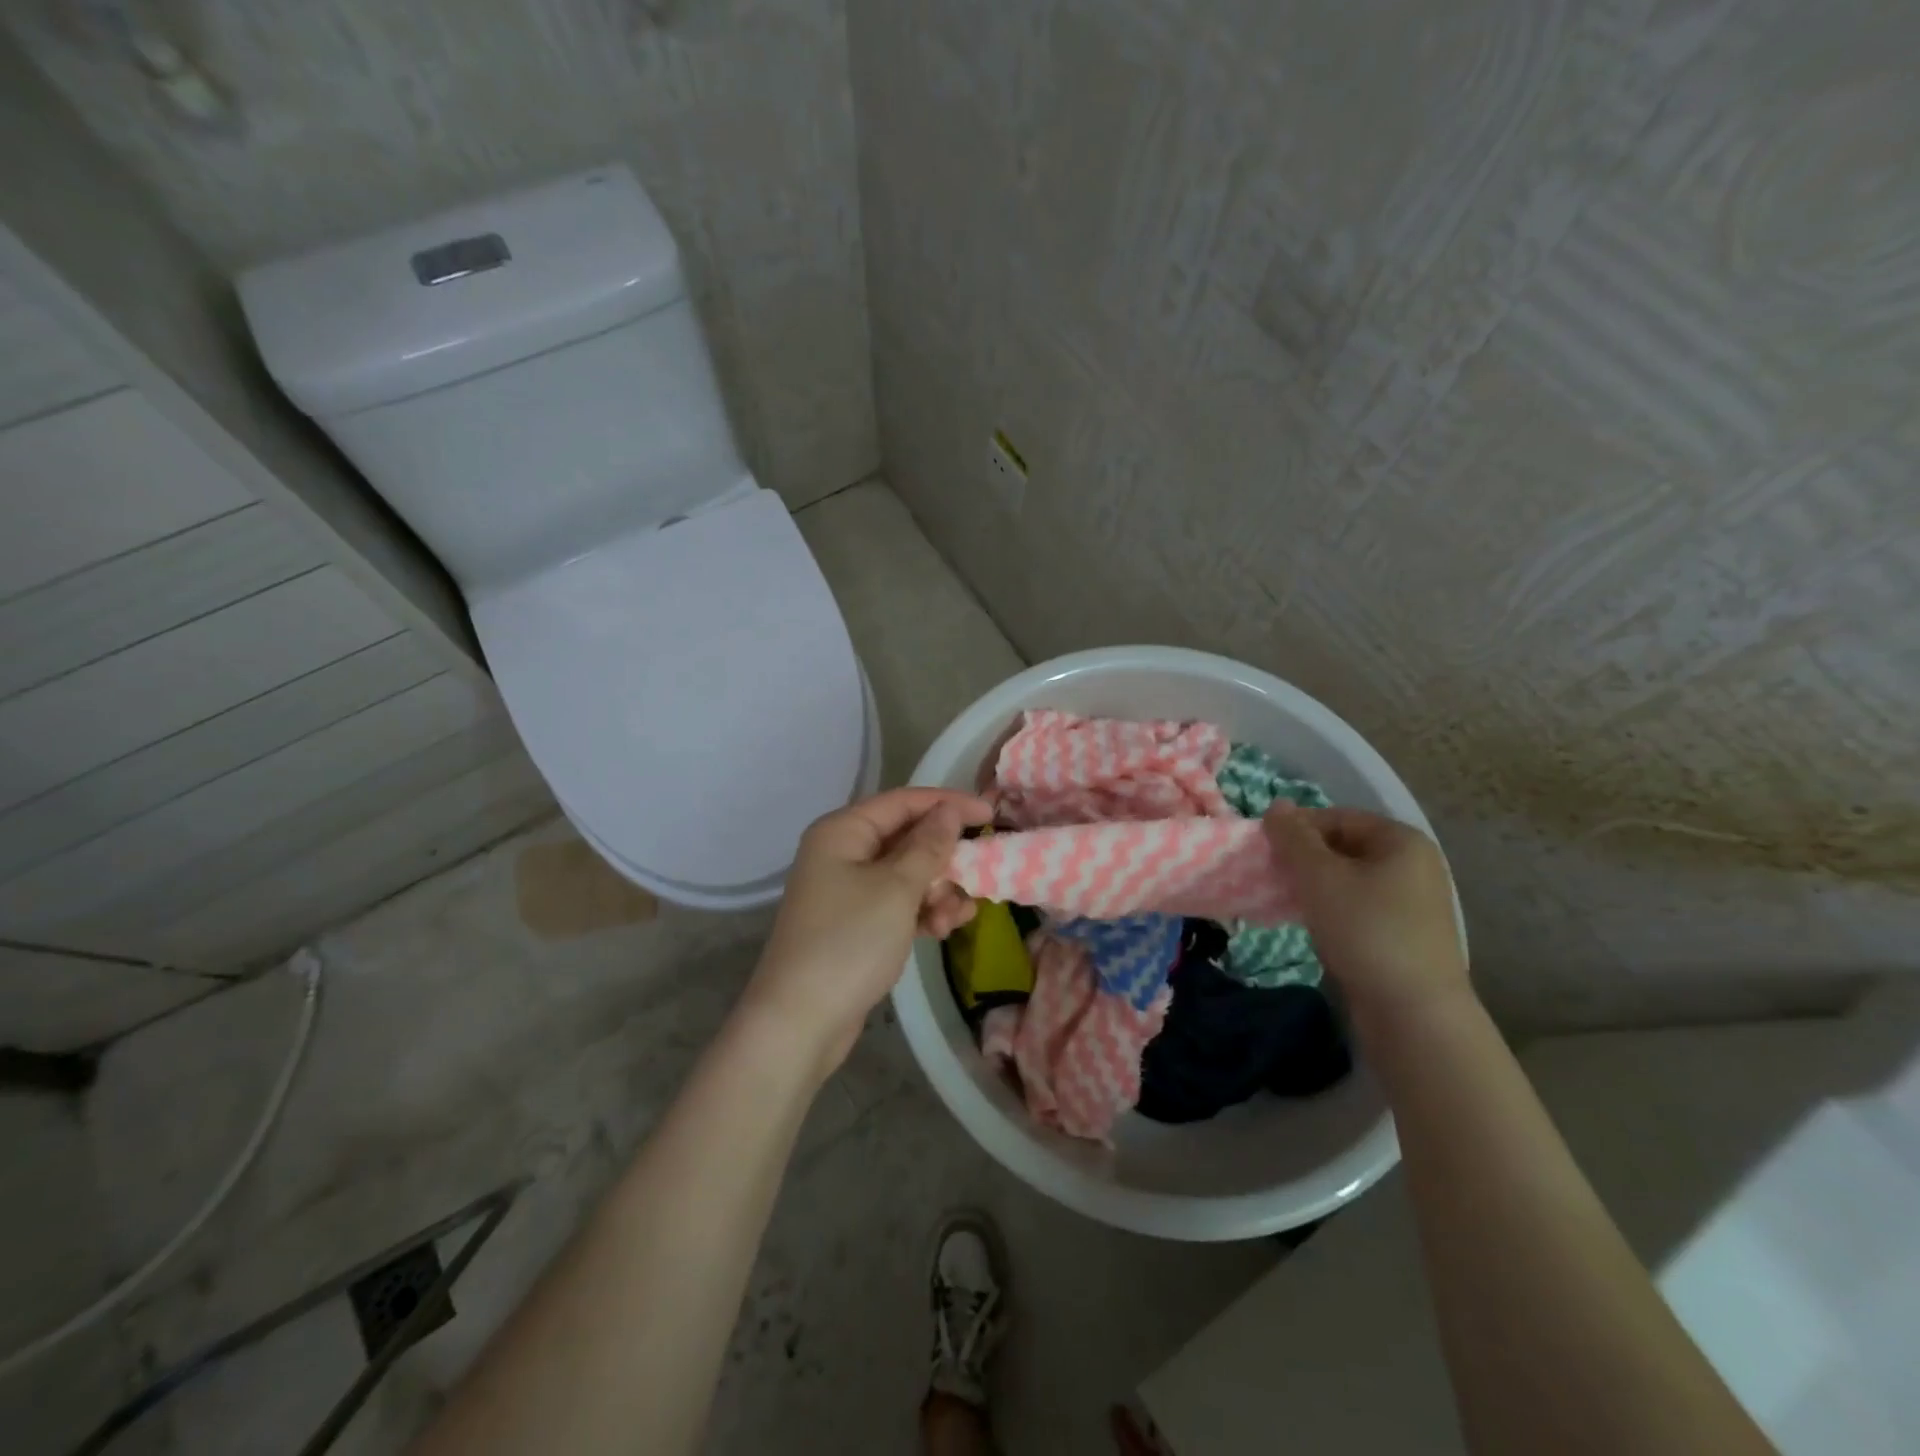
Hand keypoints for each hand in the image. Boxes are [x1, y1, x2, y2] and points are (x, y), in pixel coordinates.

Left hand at [743, 788, 992, 1077]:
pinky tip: (941, 930)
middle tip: (977, 877)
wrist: (801, 1022)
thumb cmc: (849, 941)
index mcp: (843, 831)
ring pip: (907, 875)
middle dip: (944, 859)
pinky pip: (898, 904)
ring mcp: (848, 890)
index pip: (903, 802)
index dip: (948, 804)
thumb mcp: (897, 888)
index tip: (990, 816)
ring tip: (953, 918)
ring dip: (937, 891)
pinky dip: (922, 912)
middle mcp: (842, 853)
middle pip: (907, 839)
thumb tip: (950, 810)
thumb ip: (928, 845)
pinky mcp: (857, 924)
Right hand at [1263, 804, 1470, 1021]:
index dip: (1297, 829)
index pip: (1337, 817)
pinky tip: (1309, 924)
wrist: (1413, 1014)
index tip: (1265, 851)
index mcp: (1402, 840)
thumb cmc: (1365, 930)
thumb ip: (1293, 837)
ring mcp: (1412, 903)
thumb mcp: (1319, 876)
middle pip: (1343, 847)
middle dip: (1303, 859)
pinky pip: (1357, 907)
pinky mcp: (1404, 935)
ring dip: (1313, 886)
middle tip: (1271, 875)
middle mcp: (1413, 865)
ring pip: (1348, 880)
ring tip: (1284, 900)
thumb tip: (1276, 806)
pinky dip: (1330, 909)